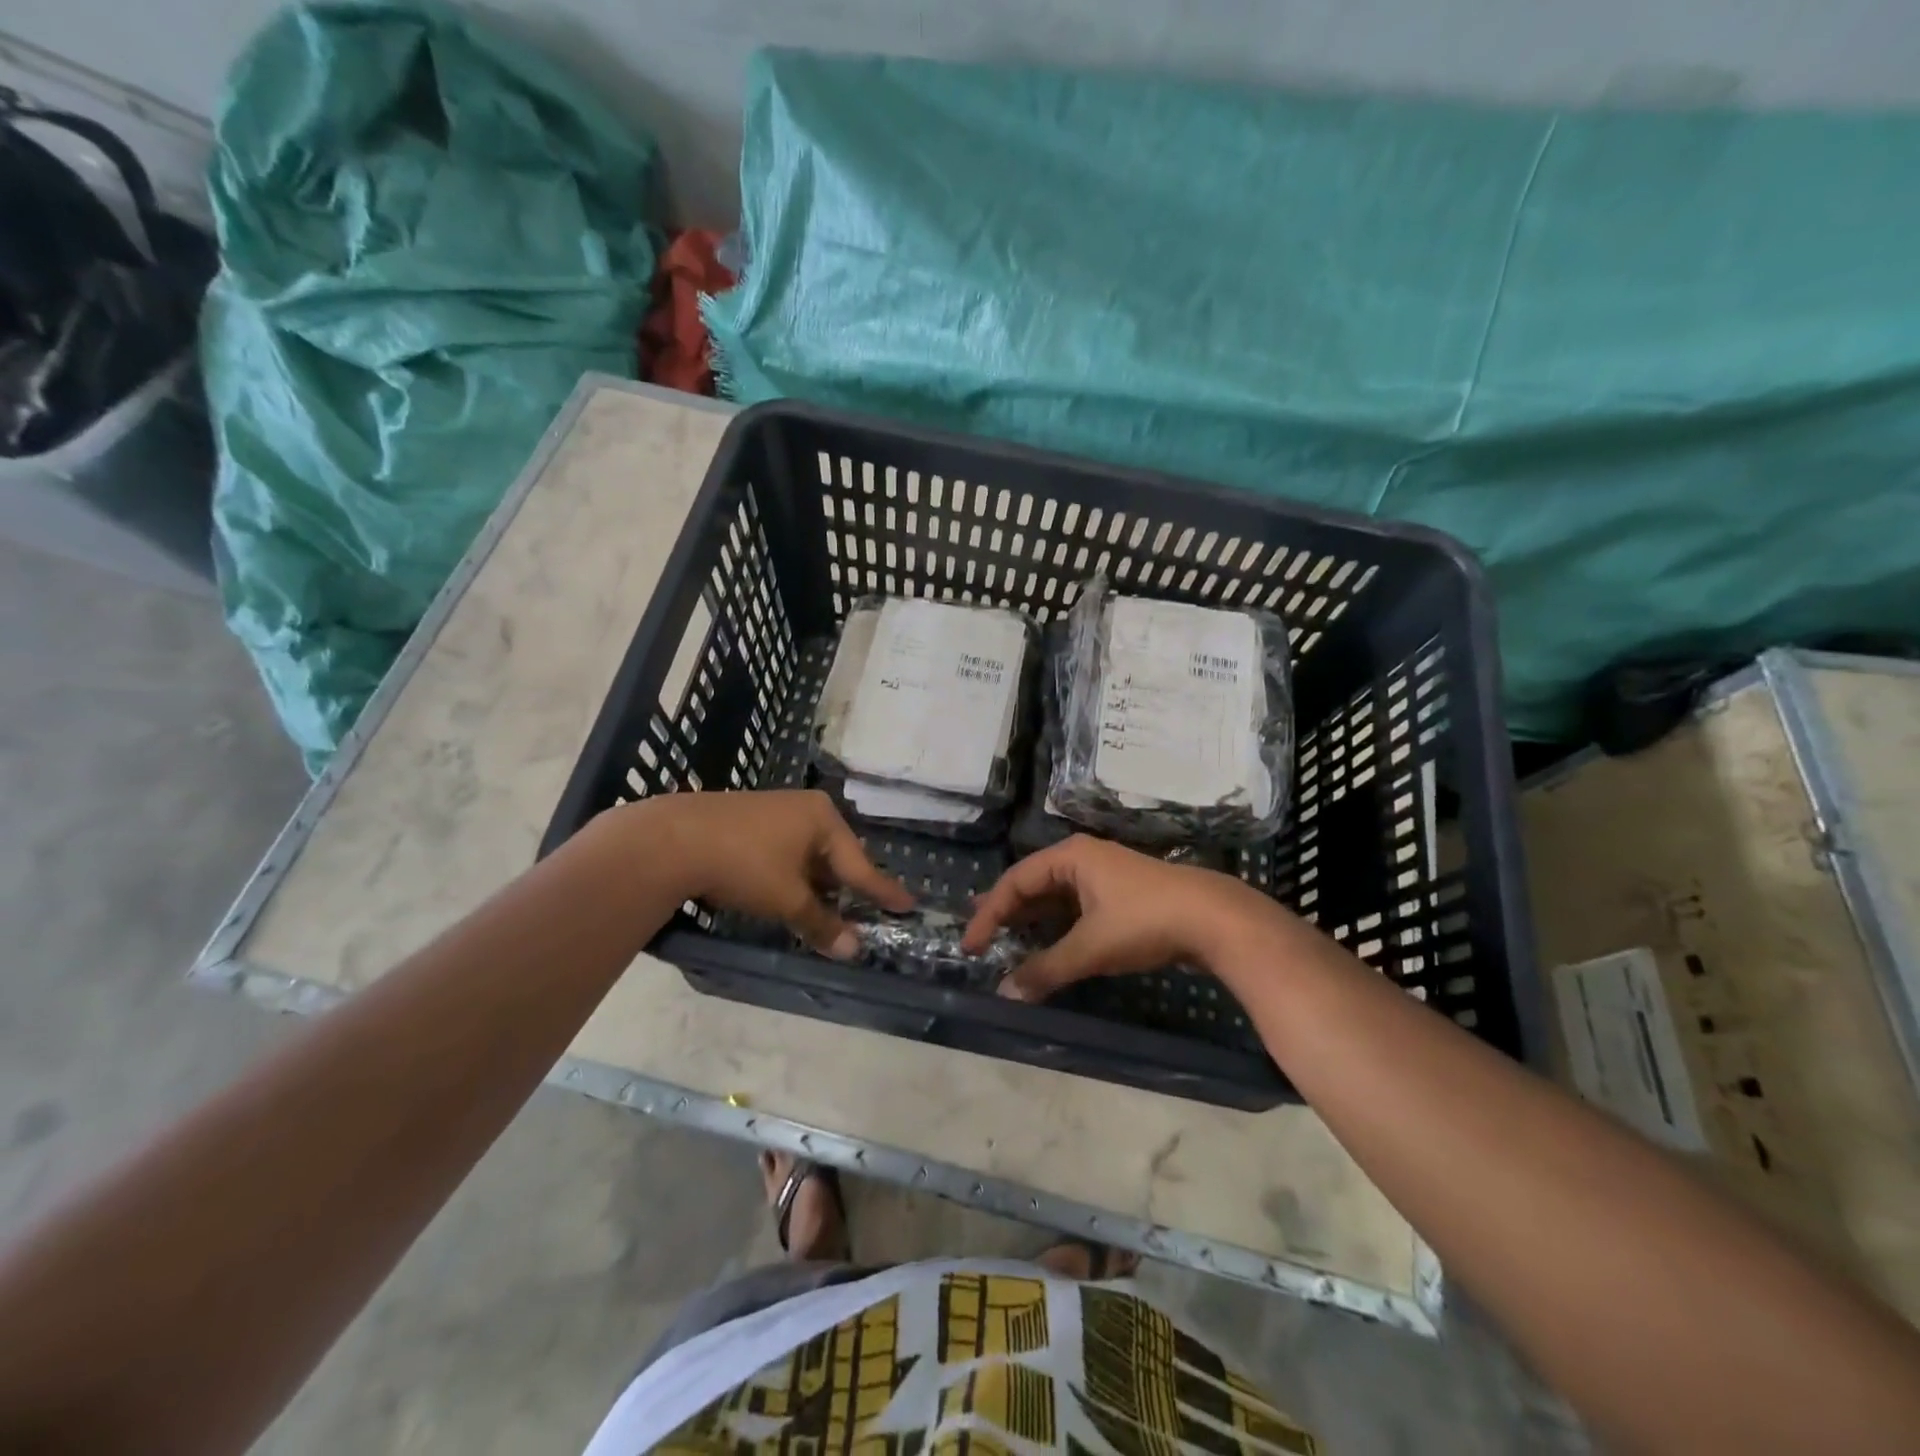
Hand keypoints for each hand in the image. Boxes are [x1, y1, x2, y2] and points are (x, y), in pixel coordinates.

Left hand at [641, 790, 912, 955]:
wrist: (671, 838)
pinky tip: (785, 892)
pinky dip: (793, 875)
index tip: (908, 904)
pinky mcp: (750, 820)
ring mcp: (776, 810)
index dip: (883, 891)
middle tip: (863, 912)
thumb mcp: (787, 899)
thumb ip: (822, 924)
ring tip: (824, 909)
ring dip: (816, 884)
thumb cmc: (743, 864)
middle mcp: (805, 808)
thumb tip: (855, 951)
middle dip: (845, 888)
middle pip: (835, 857)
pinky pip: (787, 851)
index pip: (861, 864)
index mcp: (823, 819)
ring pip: (809, 855)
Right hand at [961, 836, 1272, 1001]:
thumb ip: (1046, 969)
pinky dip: (1055, 925)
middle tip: (978, 934)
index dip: (989, 913)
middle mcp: (1082, 858)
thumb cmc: (1144, 921)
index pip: (1014, 881)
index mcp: (1069, 857)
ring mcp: (1103, 875)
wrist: (1214, 919)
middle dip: (1006, 910)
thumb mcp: (1090, 947)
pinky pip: (1074, 906)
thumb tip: (1005, 993)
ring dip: (1030, 919)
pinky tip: (1047, 942)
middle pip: (1032, 883)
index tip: (970, 945)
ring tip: (1004, 937)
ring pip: (1054, 896)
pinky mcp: (1120, 894)